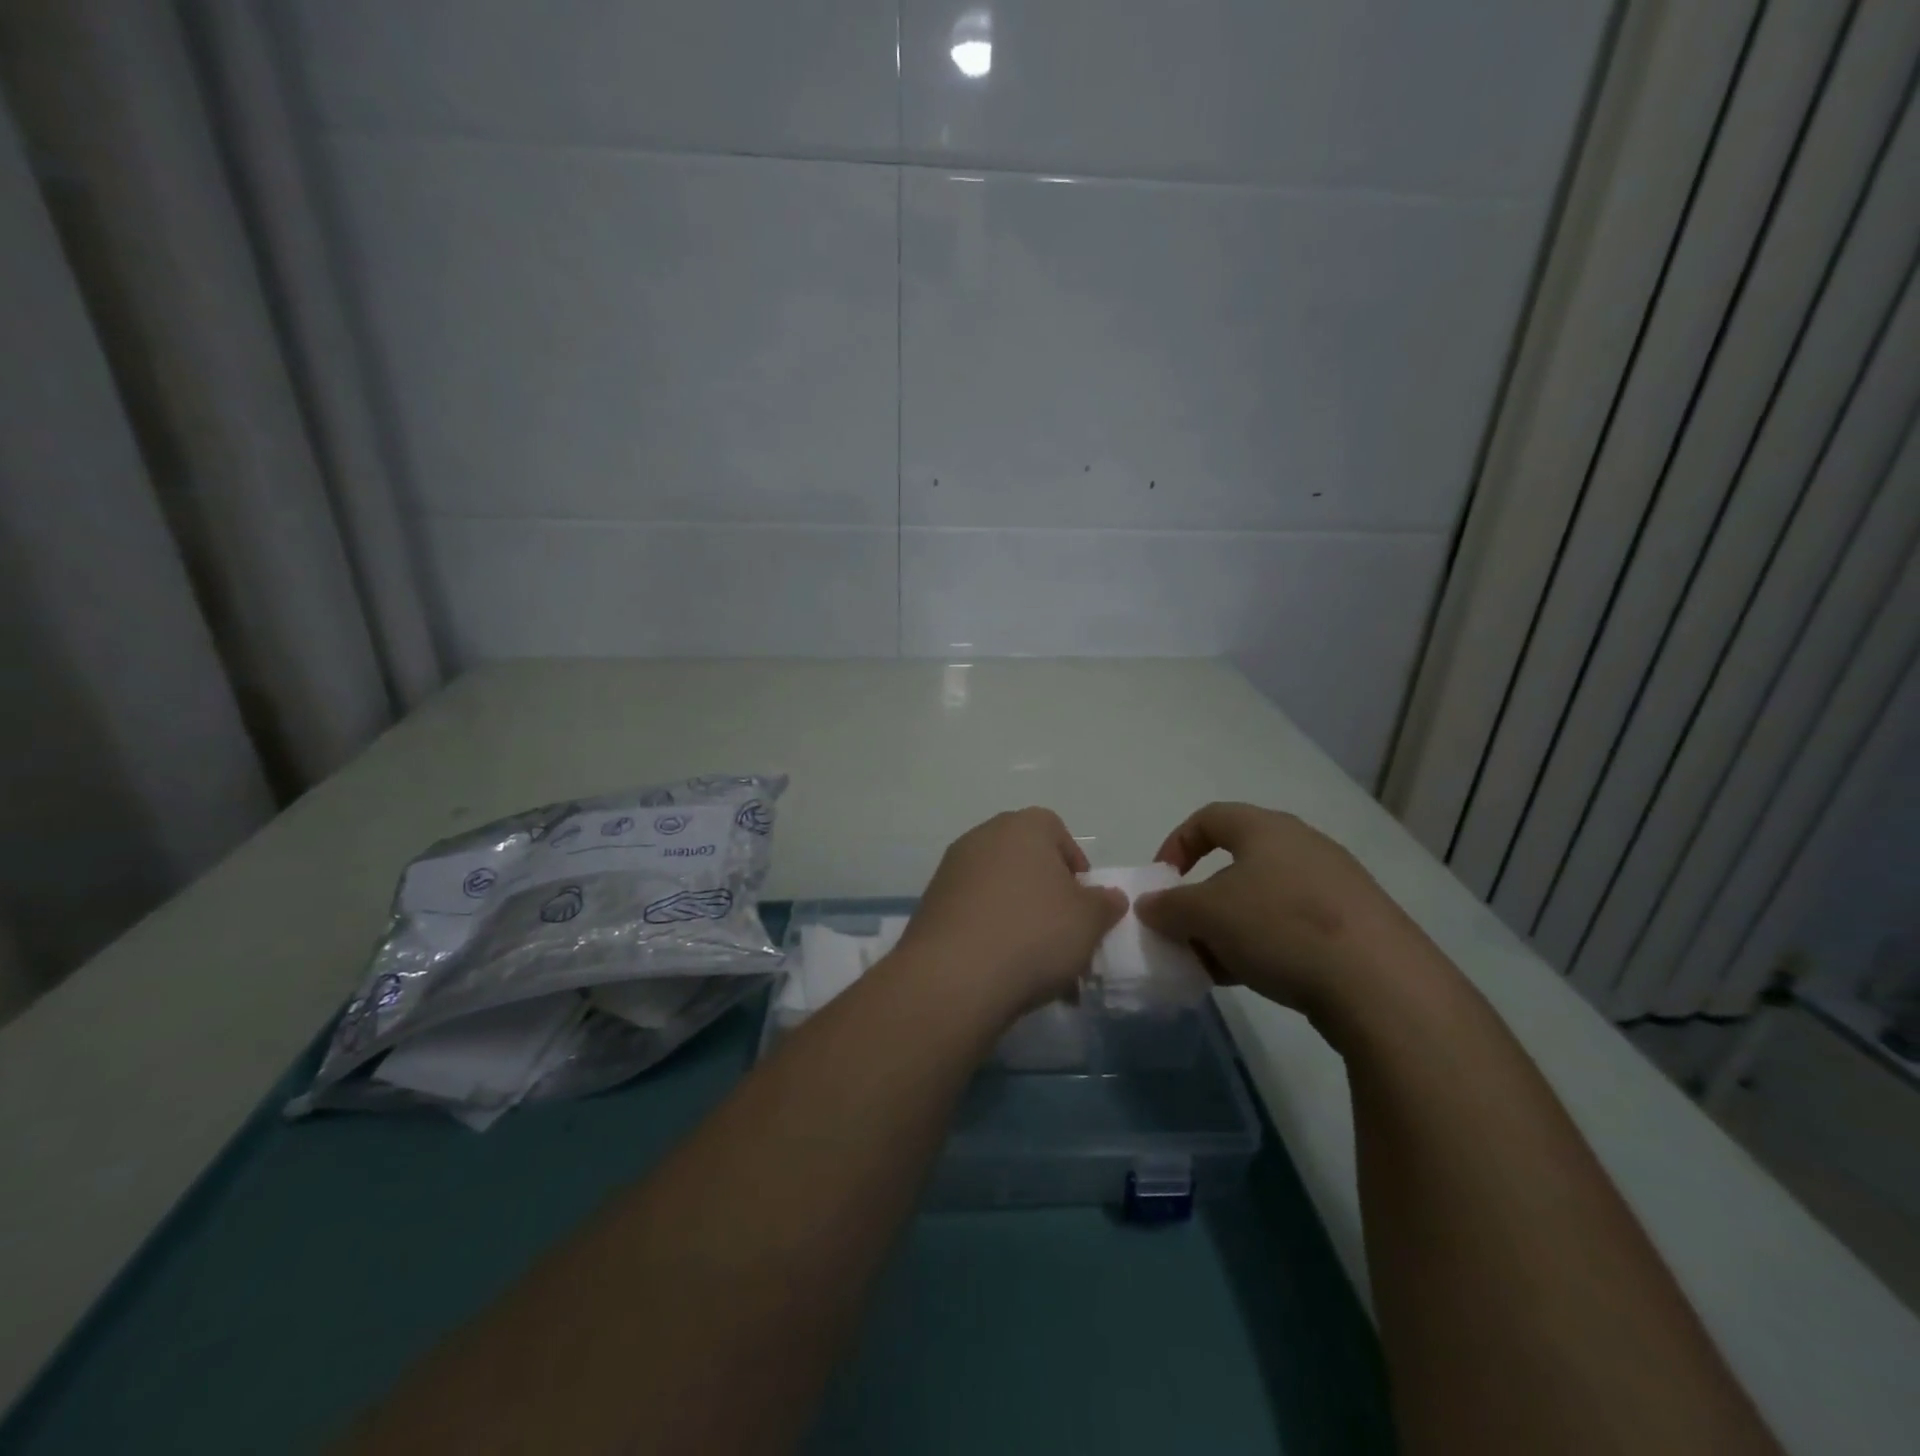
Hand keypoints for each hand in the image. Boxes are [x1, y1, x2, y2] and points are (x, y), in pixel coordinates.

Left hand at [894, 808, 1126, 1023]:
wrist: (955, 975)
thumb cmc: (1034, 933)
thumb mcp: (1089, 920)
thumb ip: (1105, 903)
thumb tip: (1108, 896)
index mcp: (1023, 826)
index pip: (1057, 832)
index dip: (1075, 867)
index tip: (1084, 904)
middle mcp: (983, 837)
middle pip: (1027, 863)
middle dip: (1049, 899)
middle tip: (1065, 938)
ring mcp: (952, 870)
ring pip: (1001, 893)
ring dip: (1022, 922)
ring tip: (1040, 969)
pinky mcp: (932, 905)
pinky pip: (974, 914)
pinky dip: (992, 935)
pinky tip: (1005, 973)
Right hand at [1133, 802, 1436, 1021]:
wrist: (1382, 985)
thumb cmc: (1280, 927)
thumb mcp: (1207, 914)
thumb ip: (1169, 906)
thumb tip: (1149, 905)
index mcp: (1266, 829)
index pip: (1209, 818)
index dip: (1176, 844)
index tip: (1162, 882)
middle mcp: (1303, 846)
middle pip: (1236, 864)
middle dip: (1202, 899)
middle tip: (1185, 931)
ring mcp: (1335, 887)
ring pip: (1263, 900)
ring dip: (1230, 928)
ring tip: (1213, 964)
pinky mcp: (1356, 927)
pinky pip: (1293, 927)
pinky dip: (1264, 945)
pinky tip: (1252, 978)